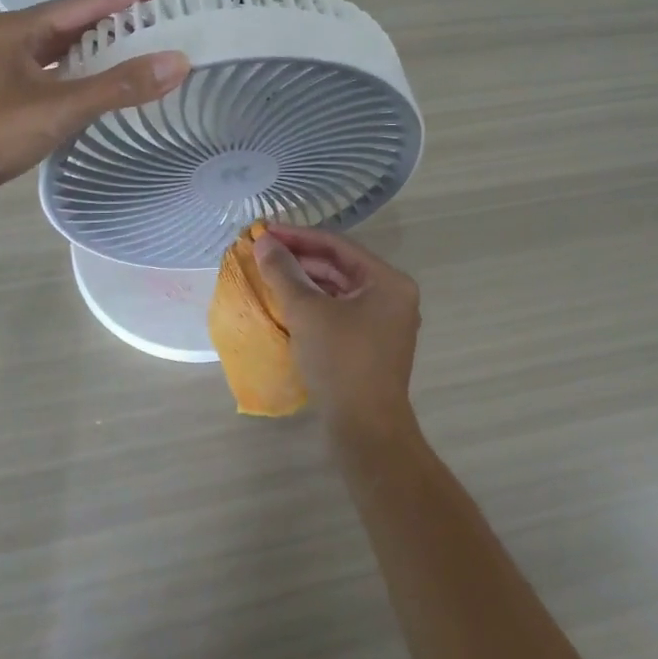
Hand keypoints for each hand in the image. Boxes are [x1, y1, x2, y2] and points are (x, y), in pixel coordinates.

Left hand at [0, 0, 189, 203]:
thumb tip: (178, 62)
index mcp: (18, 29)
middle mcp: (10, 38)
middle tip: (162, 16)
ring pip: (63, 46)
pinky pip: (54, 69)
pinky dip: (83, 70)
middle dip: (118, 17)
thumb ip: (119, 86)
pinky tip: (102, 79)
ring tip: (141, 43)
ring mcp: (4, 66)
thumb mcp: (59, 108)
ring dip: (101, 44)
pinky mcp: (5, 92)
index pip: (86, 2)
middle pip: (74, 20)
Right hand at [251, 225, 421, 436]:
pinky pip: (341, 311)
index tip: (265, 230)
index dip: (298, 236)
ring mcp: (385, 322)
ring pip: (339, 289)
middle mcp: (393, 296)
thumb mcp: (307, 311)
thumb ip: (284, 272)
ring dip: (306, 280)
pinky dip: (315, 304)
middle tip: (264, 251)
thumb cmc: (340, 361)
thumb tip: (264, 242)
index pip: (338, 245)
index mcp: (388, 281)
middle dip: (301, 258)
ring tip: (270, 273)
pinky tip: (288, 303)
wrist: (366, 428)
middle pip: (340, 266)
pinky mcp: (372, 344)